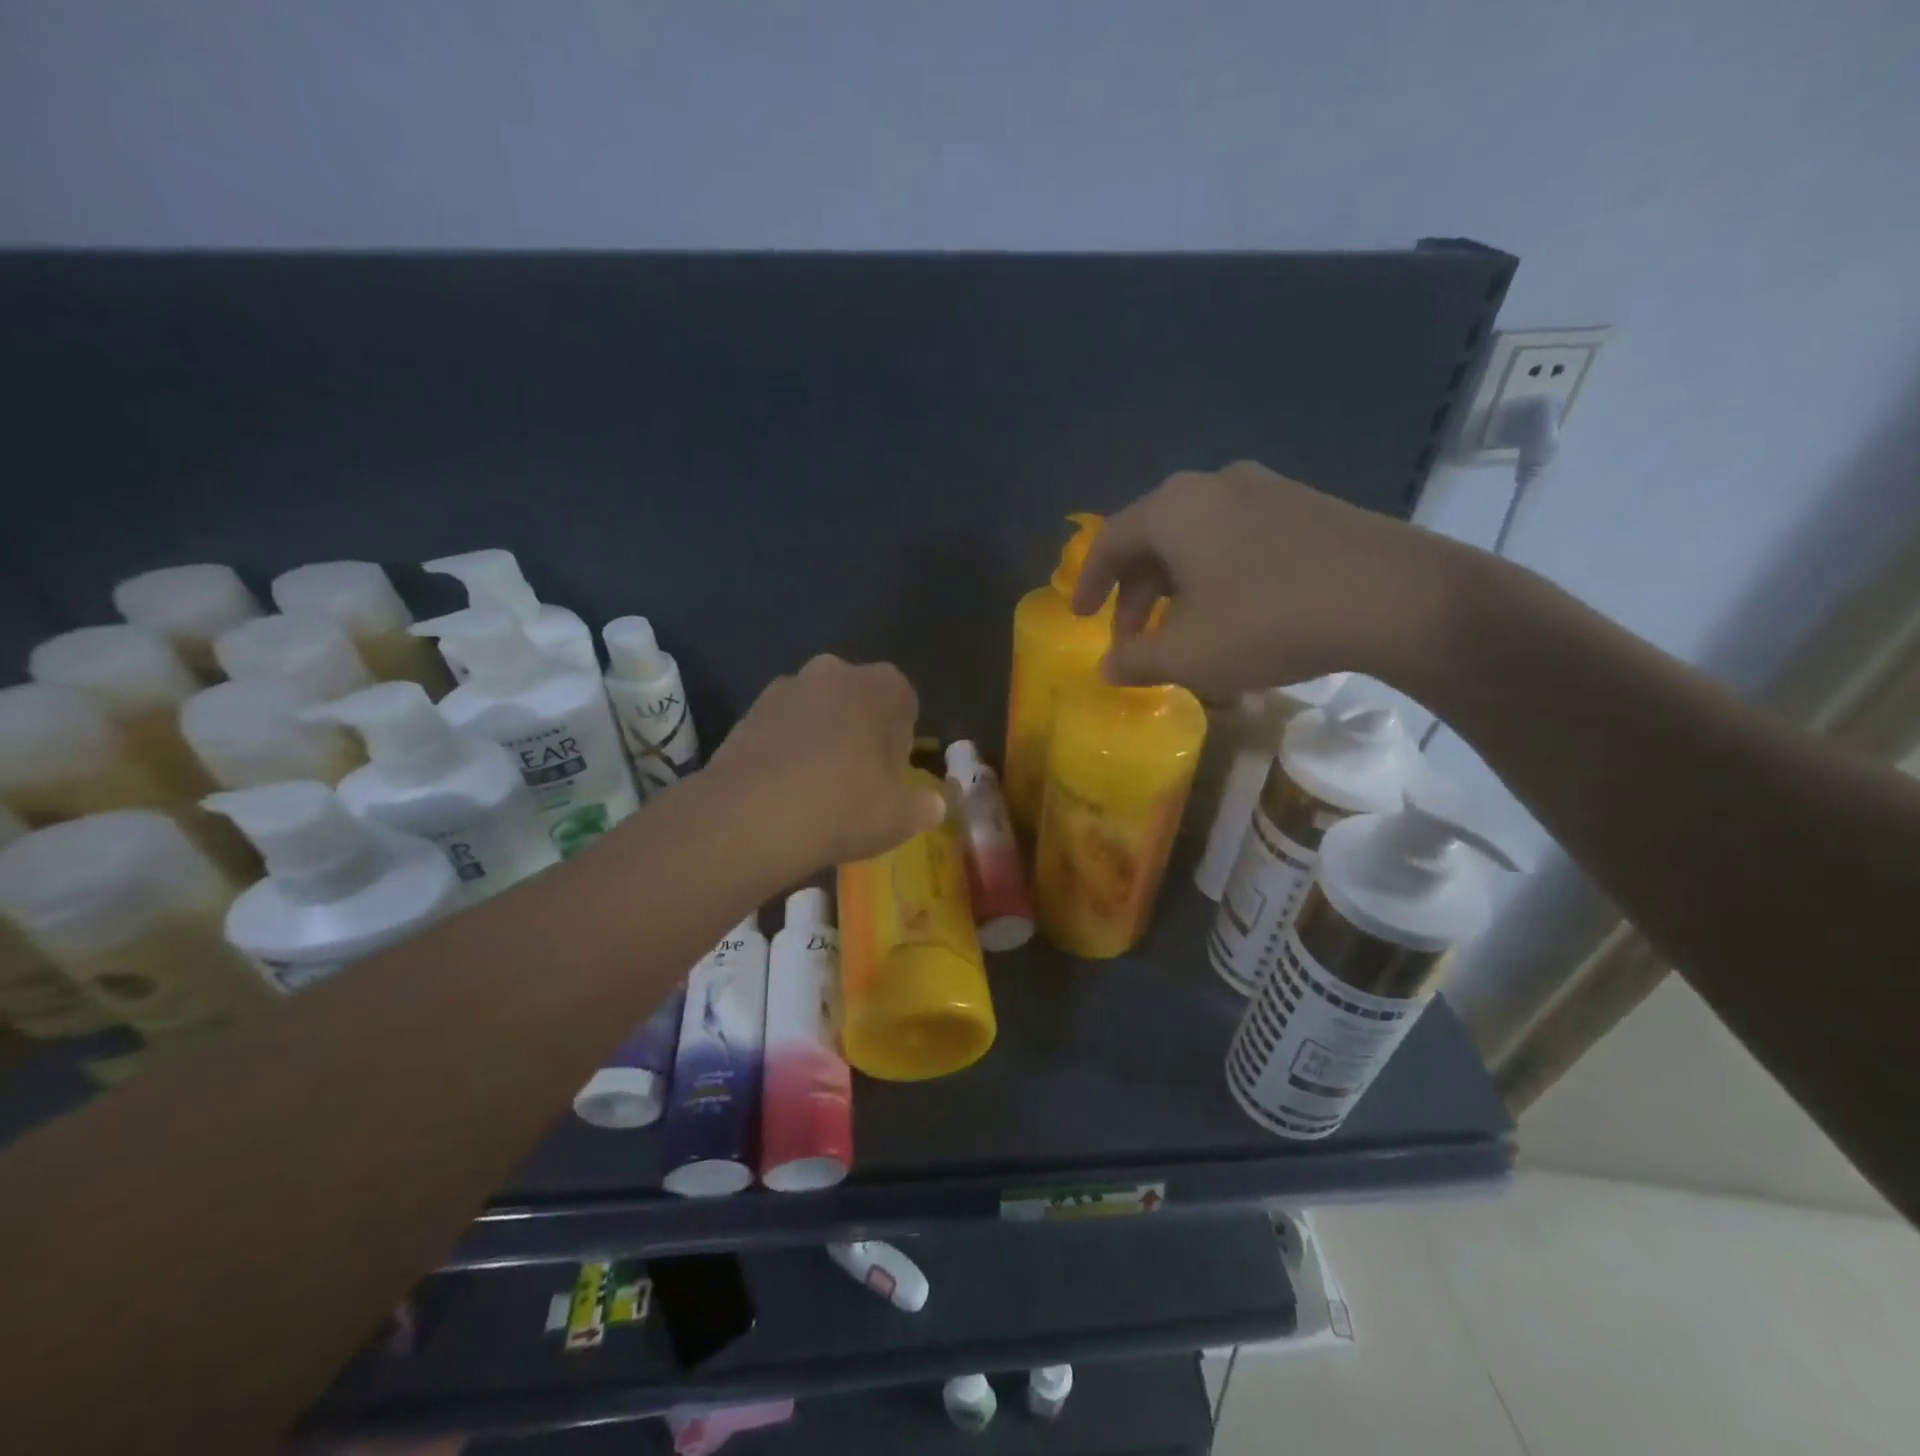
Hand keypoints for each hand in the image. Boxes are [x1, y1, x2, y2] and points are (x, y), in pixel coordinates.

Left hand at [707, 654, 945, 872]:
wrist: (752, 817)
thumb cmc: (845, 806)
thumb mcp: (900, 817)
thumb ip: (923, 807)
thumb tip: (933, 805)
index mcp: (881, 685)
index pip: (904, 702)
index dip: (901, 740)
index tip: (893, 774)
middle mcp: (834, 672)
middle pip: (858, 700)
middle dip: (861, 731)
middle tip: (859, 779)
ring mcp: (786, 687)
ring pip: (817, 711)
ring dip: (822, 737)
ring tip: (818, 787)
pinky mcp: (748, 712)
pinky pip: (782, 728)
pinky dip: (788, 749)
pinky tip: (786, 789)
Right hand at [1072, 461, 1453, 699]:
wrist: (1396, 597)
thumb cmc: (1269, 621)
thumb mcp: (1188, 654)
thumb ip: (1135, 661)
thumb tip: (1107, 667)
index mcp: (1174, 509)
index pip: (1109, 541)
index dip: (1088, 583)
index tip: (1079, 617)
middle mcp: (1213, 485)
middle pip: (1153, 538)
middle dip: (1134, 593)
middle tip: (1133, 638)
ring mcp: (1266, 490)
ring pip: (1196, 538)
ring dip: (1175, 585)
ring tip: (1180, 630)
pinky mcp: (1306, 505)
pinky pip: (1237, 537)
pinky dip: (1215, 573)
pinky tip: (1232, 611)